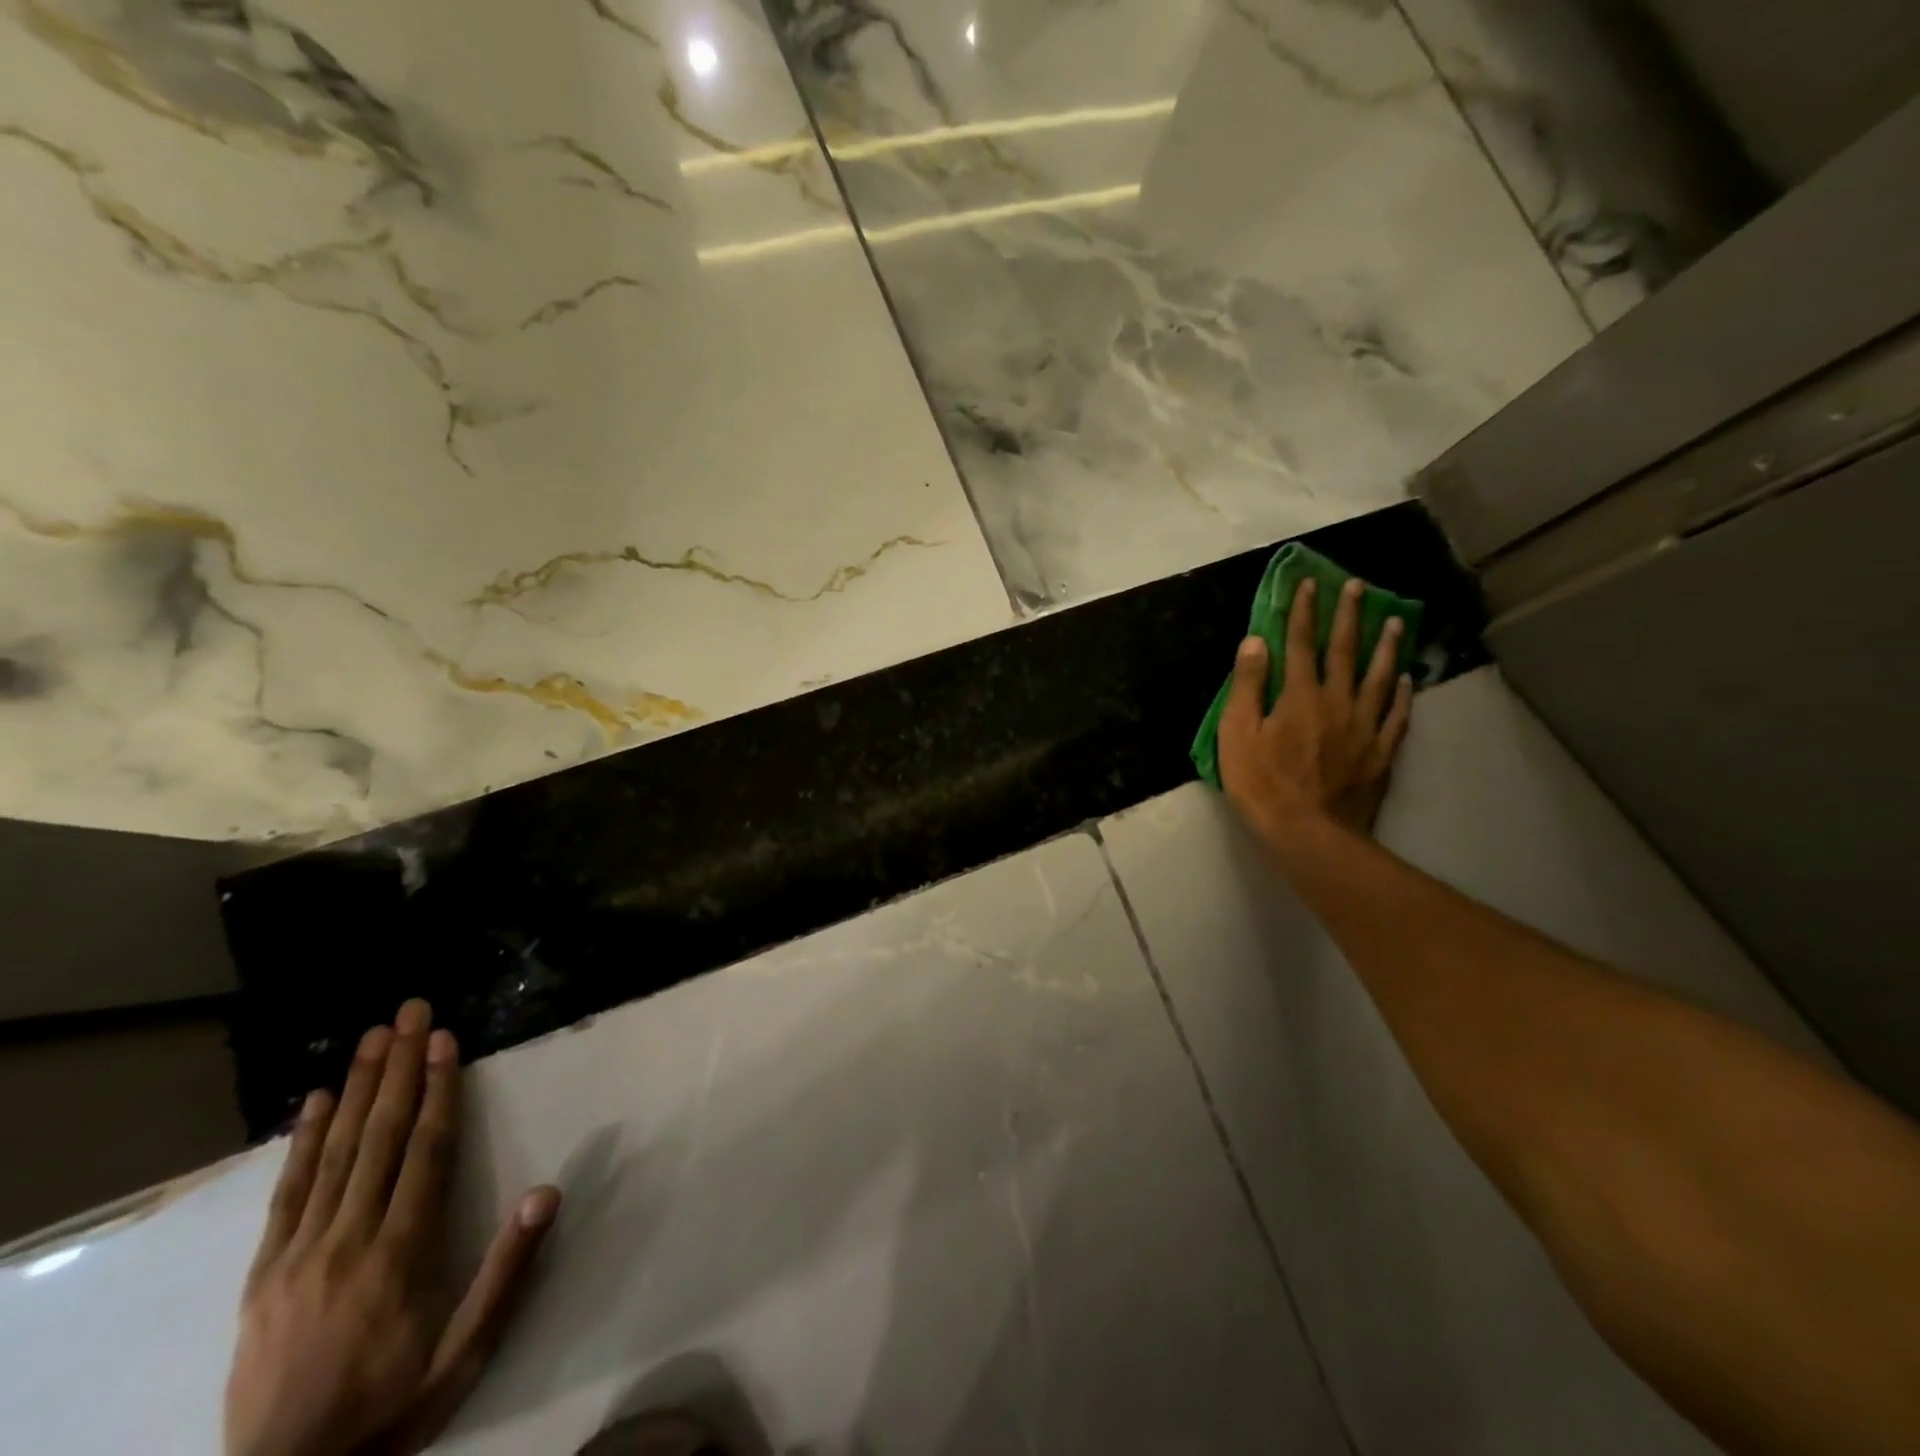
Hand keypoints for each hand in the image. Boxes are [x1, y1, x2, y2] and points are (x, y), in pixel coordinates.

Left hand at [225, 1000, 560, 1455]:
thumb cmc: (392, 1405)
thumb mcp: (465, 1352)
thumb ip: (506, 1272)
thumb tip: (547, 1192)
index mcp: (400, 1251)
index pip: (425, 1151)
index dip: (439, 1090)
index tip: (444, 1041)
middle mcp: (348, 1237)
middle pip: (379, 1136)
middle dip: (399, 1067)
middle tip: (410, 1012)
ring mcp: (299, 1252)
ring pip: (334, 1152)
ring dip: (357, 1088)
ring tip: (372, 1037)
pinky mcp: (263, 1273)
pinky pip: (287, 1193)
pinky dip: (302, 1141)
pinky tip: (313, 1102)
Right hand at [1219, 576, 1413, 844]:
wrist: (1308, 833)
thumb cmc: (1262, 784)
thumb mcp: (1237, 734)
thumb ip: (1248, 686)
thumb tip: (1255, 641)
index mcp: (1299, 695)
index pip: (1301, 643)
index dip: (1304, 611)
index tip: (1310, 583)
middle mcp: (1337, 701)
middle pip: (1344, 651)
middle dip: (1348, 616)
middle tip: (1359, 587)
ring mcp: (1364, 726)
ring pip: (1379, 677)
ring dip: (1385, 646)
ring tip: (1394, 621)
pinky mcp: (1381, 752)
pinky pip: (1396, 715)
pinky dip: (1401, 693)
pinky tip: (1407, 679)